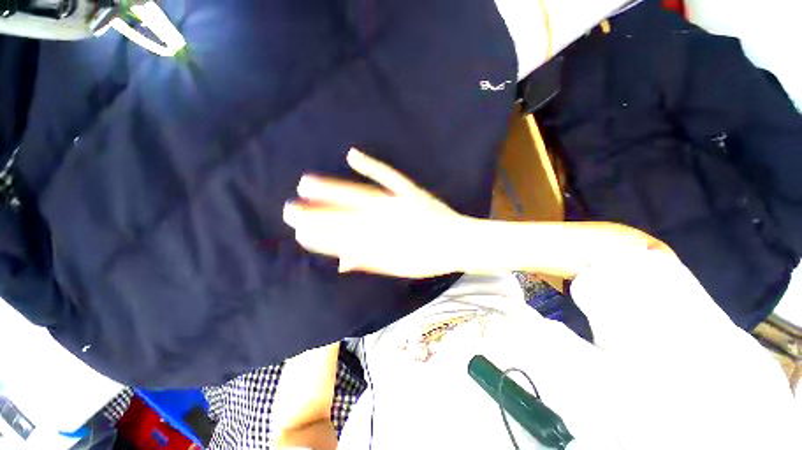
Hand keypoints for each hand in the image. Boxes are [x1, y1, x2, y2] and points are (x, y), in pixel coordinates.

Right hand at [283, 148, 470, 277]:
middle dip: (316, 215)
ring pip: (359, 197)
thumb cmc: (429, 259)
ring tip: (306, 184)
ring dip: (332, 191)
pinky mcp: (410, 192)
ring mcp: (397, 205)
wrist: (458, 243)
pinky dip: (371, 165)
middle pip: (346, 219)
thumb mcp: (399, 268)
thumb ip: (369, 263)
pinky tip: (352, 155)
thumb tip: (342, 261)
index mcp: (383, 245)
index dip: (320, 238)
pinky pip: (389, 177)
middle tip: (289, 210)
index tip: (299, 233)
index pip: (343, 242)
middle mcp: (385, 225)